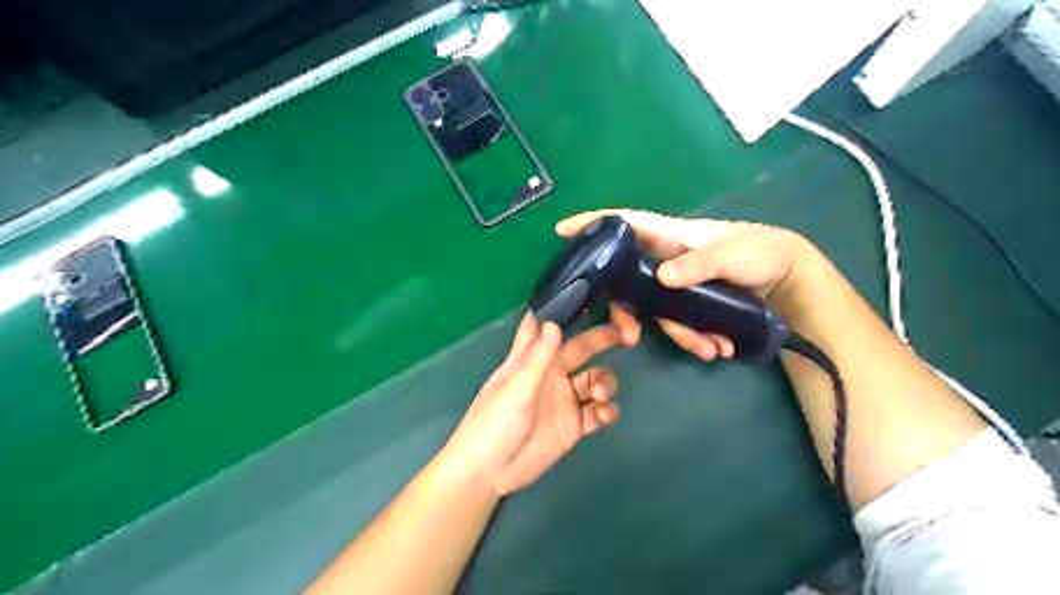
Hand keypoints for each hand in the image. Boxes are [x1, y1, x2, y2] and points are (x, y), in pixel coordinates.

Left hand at [441, 313, 635, 495]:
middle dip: (604, 341)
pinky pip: (598, 411)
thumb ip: (537, 358)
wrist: (490, 472)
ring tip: (600, 395)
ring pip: (596, 381)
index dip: (569, 314)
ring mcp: (565, 400)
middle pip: (583, 350)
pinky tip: (604, 415)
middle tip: (628, 337)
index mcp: (534, 360)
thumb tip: (553, 323)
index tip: (594, 301)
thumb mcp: (516, 388)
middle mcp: (552, 375)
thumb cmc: (494, 422)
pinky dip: (607, 410)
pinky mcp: (574, 425)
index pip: (552, 329)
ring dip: (605, 383)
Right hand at [556, 212, 817, 361]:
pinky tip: (718, 348)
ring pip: (656, 311)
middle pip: (628, 282)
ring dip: (681, 334)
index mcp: (669, 237)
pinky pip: (680, 323)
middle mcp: (665, 261)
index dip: (593, 223)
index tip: (562, 231)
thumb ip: (697, 264)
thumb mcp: (730, 254)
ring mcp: (676, 285)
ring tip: (710, 349)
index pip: (624, 224)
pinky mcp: (691, 304)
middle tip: (629, 336)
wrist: (789, 279)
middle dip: (627, 312)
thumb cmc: (758, 251)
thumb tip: (662, 278)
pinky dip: (697, 339)